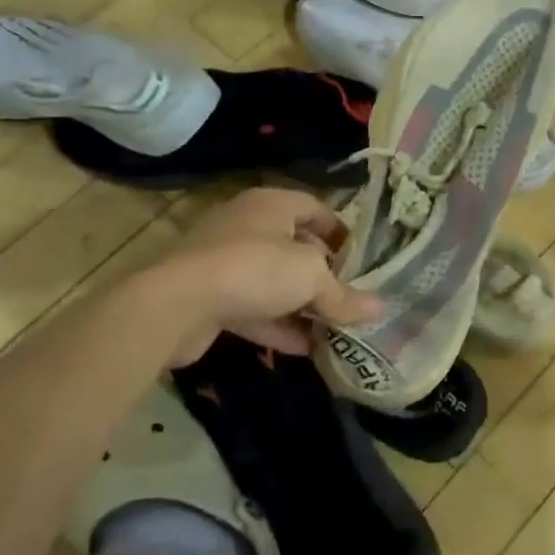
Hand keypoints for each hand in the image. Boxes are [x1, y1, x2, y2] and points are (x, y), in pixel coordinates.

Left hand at [149, 188, 379, 364]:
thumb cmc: (254, 269)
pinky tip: (305, 349)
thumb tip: (378, 309)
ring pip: (274, 282)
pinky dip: (278, 326)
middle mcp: (247, 226)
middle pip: (295, 247)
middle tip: (350, 299)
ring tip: (333, 330)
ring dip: (302, 306)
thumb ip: (344, 295)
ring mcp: (224, 262)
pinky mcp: (210, 297)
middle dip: (324, 276)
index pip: (315, 208)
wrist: (175, 304)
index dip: (341, 232)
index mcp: (272, 205)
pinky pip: (253, 309)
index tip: (361, 259)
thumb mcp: (311, 278)